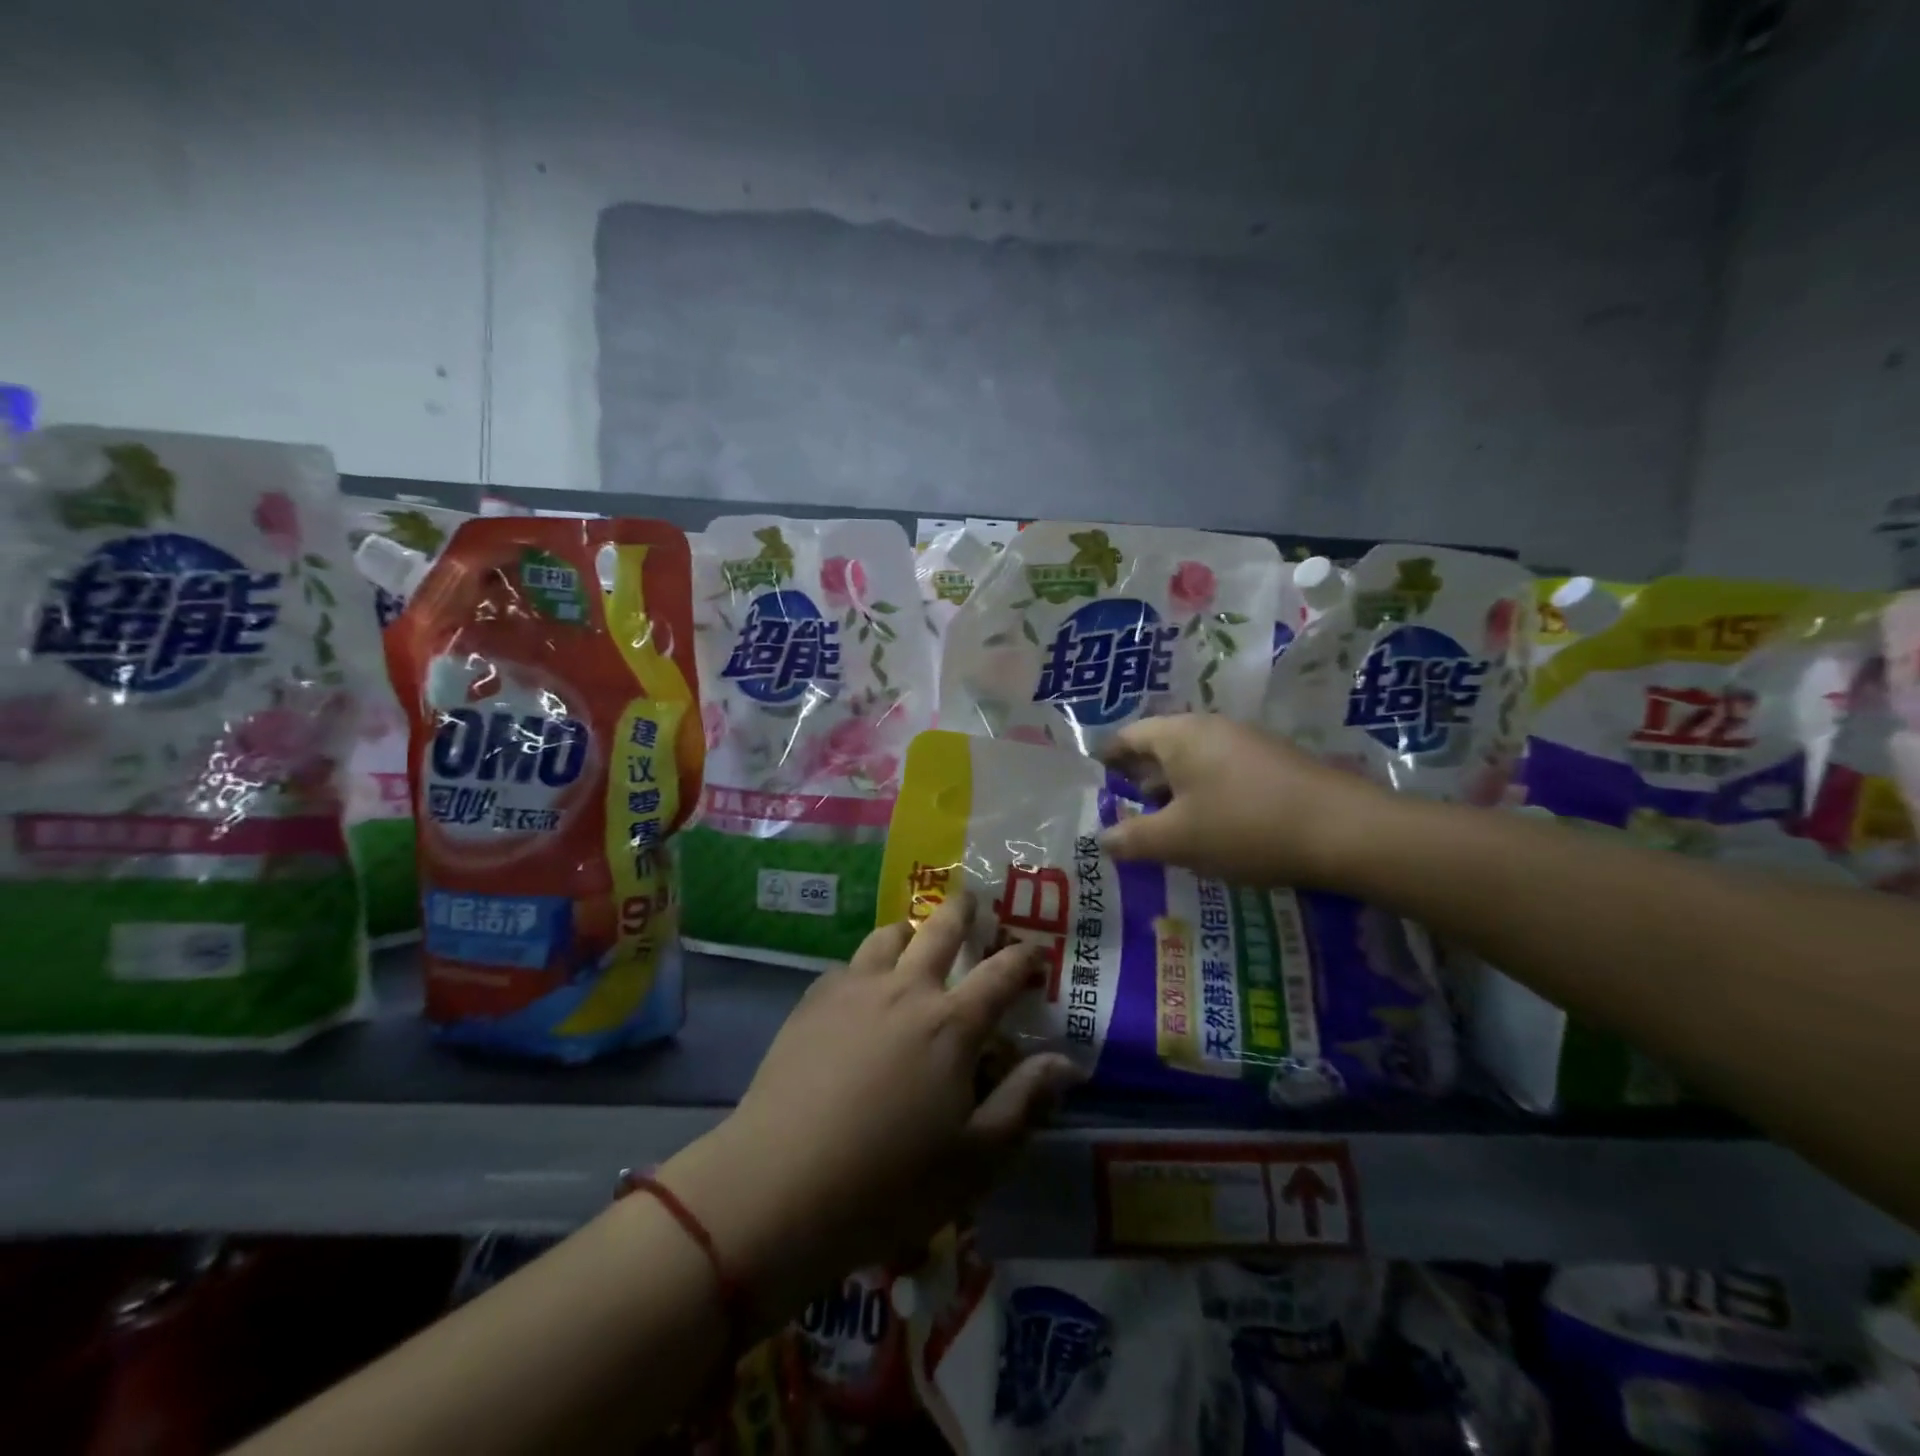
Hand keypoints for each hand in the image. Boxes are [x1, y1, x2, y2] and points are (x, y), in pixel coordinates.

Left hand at [660, 893, 1080, 1327]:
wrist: (781, 1185)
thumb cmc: (890, 1181)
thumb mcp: (975, 1159)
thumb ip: (1023, 1102)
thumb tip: (1067, 1062)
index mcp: (952, 1024)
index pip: (1002, 973)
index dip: (1024, 957)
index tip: (1035, 950)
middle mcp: (906, 989)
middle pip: (940, 929)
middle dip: (962, 910)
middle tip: (971, 900)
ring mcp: (855, 989)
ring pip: (888, 936)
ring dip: (910, 930)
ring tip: (913, 938)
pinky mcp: (812, 1001)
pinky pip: (848, 964)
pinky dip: (866, 964)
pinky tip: (861, 986)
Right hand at [1097, 714, 1391, 887]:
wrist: (1344, 831)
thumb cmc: (1244, 827)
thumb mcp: (1178, 840)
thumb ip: (1132, 838)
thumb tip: (1101, 839)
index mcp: (1180, 735)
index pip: (1128, 737)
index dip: (1106, 760)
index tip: (1092, 782)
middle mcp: (1210, 729)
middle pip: (1160, 747)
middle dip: (1138, 779)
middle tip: (1120, 810)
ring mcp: (1246, 743)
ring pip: (1193, 762)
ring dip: (1172, 790)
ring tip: (1160, 825)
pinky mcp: (1273, 764)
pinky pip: (1222, 773)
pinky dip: (1203, 795)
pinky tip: (1207, 828)